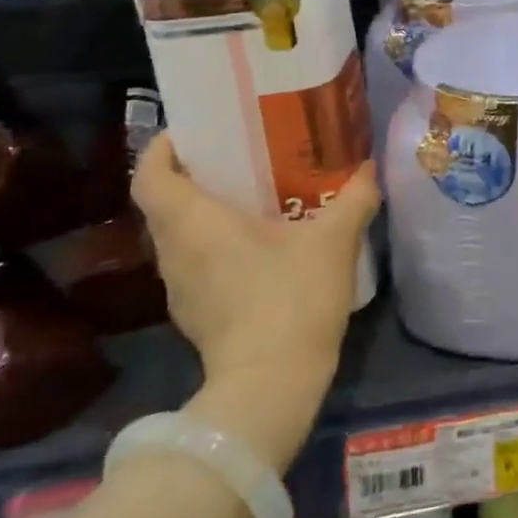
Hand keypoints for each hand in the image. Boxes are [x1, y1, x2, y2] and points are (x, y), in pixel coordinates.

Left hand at [131, 134, 379, 466]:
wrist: (271, 387)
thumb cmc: (292, 298)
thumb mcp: (335, 240)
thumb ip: (354, 197)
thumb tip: (366, 168)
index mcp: (195, 223)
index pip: (151, 175)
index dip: (163, 147)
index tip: (195, 130)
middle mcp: (175, 252)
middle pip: (164, 202)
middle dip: (194, 173)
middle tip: (239, 153)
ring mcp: (181, 287)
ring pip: (179, 234)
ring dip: (205, 210)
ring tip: (253, 193)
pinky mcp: (195, 313)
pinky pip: (196, 261)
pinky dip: (215, 242)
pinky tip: (259, 242)